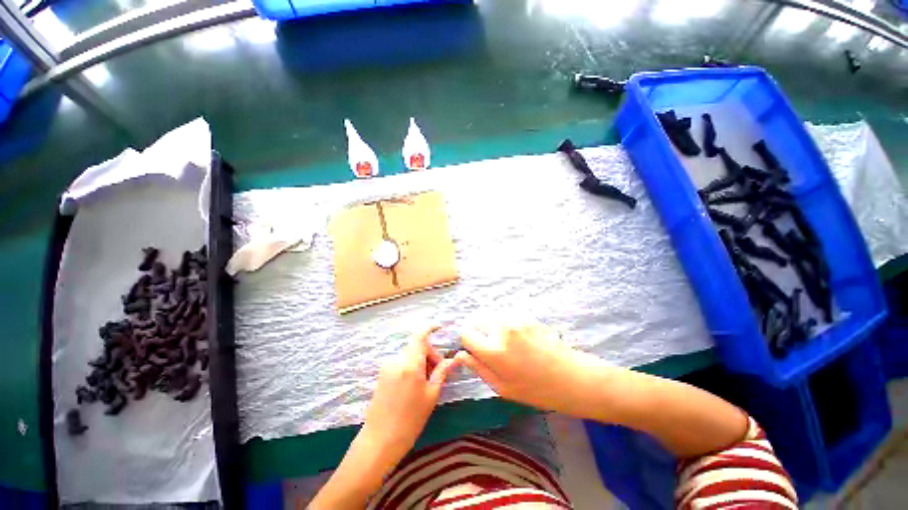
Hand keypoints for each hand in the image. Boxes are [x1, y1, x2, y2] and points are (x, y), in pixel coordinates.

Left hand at [360, 326, 459, 462]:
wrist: (379, 440)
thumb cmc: (410, 420)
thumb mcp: (431, 395)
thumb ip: (441, 373)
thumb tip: (454, 360)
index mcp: (411, 364)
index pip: (420, 335)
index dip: (430, 327)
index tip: (439, 327)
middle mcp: (397, 360)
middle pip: (417, 347)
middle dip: (430, 355)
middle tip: (437, 374)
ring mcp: (387, 366)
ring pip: (410, 355)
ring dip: (420, 362)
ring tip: (425, 383)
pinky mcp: (382, 373)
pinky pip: (401, 362)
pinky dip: (411, 366)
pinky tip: (413, 385)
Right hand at [456, 319, 604, 415]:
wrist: (572, 378)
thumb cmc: (536, 390)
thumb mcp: (502, 388)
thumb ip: (478, 368)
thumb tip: (459, 355)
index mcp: (493, 350)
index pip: (466, 333)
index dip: (469, 341)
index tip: (476, 349)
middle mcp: (501, 328)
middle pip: (478, 319)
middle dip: (480, 331)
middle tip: (493, 347)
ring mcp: (516, 319)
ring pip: (493, 315)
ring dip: (494, 326)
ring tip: (509, 343)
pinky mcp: (527, 315)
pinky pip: (508, 315)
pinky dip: (508, 323)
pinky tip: (522, 338)